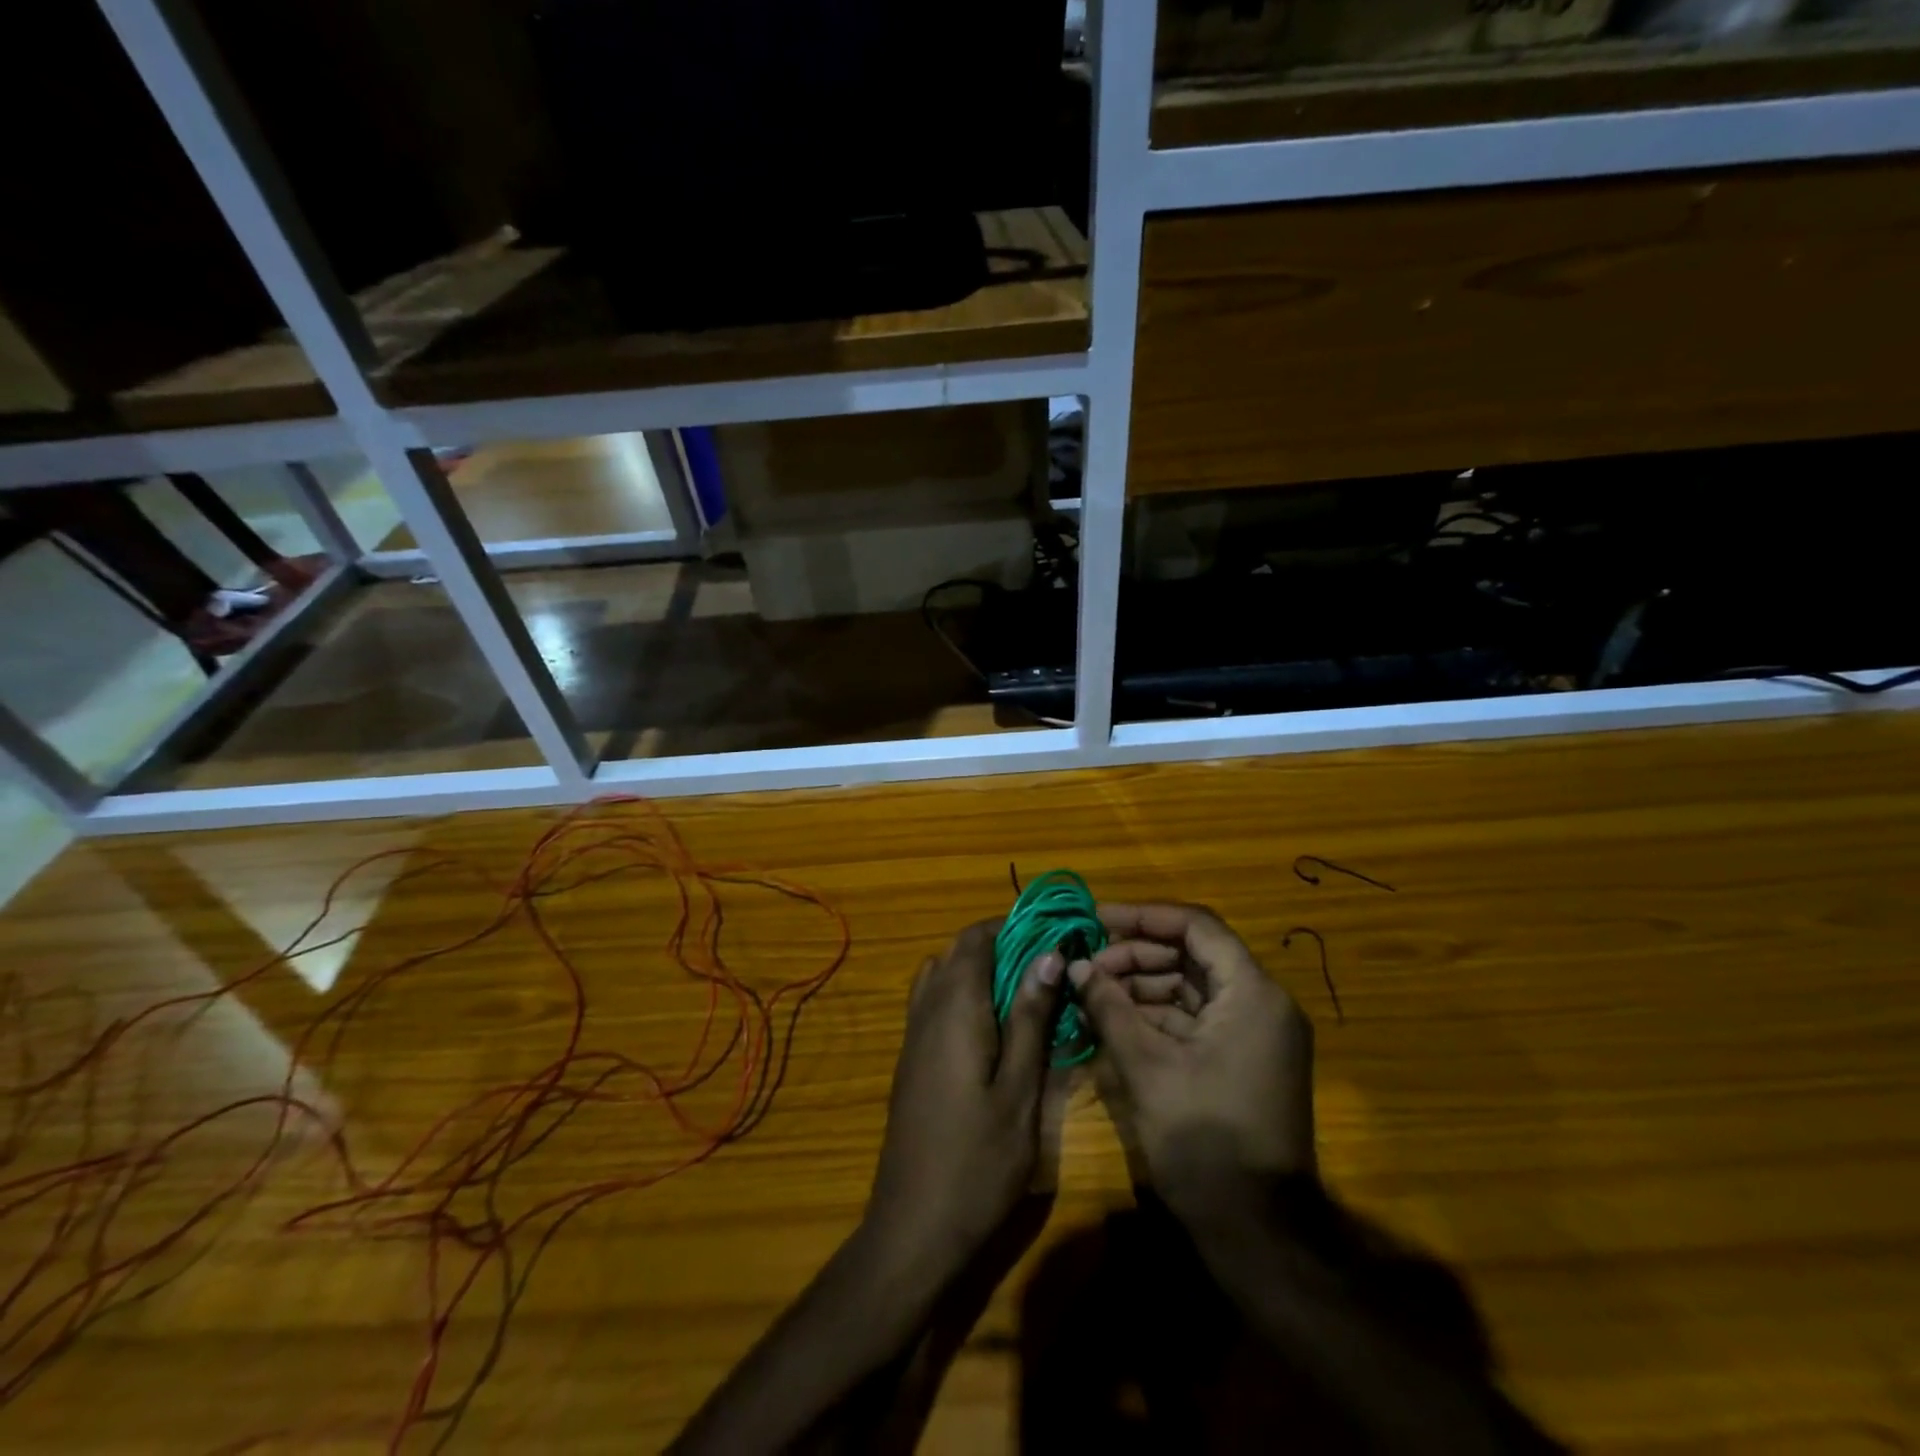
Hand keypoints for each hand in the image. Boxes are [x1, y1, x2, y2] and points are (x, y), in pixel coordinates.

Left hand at [862, 920, 1064, 1285]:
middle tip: (1046, 967)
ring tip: (1024, 995)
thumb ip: (1030, 1017)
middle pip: (956, 952)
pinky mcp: (911, 1059)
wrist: (915, 1226)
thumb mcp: (1020, 1088)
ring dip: (978, 971)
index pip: (976, 938)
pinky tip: (994, 1030)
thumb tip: (1048, 954)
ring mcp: (912, 1034)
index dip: (1012, 926)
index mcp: (954, 1006)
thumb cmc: (978, 1160)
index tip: (1052, 936)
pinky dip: (962, 996)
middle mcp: (926, 1009)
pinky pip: (933, 1003)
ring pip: (941, 975)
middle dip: (1000, 946)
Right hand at [1072, 904, 1315, 1212]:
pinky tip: (1114, 1021)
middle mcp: (1261, 1003)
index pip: (1196, 926)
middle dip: (1136, 955)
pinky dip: (1157, 1016)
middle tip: (1087, 965)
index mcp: (1252, 993)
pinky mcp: (1242, 1060)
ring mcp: (1254, 1034)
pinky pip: (1197, 1019)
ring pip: (1191, 987)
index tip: (1096, 919)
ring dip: (1142, 986)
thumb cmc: (1204, 1140)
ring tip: (1092, 992)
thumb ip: (1109, 1007)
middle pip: (1192, 955)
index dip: (1143, 917)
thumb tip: (1075, 966)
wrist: (1257, 1234)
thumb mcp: (1146, 1067)